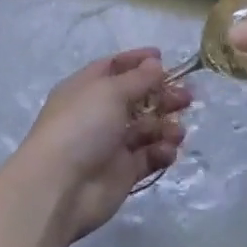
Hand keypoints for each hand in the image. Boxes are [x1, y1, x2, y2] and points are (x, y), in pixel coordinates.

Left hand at [11, 49, 190, 242]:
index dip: (137, 61)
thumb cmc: (81, 127)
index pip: (114, 68)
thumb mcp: (109, 92)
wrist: (59, 188)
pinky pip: (148, 156)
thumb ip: (138, 79)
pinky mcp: (123, 172)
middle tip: (187, 97)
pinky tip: (166, 151)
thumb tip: (155, 64)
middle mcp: (98, 114)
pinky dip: (161, 152)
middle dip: (162, 95)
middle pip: (137, 98)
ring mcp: (111, 144)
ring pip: (147, 128)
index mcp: (86, 89)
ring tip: (177, 131)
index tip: (164, 58)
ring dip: (165, 126)